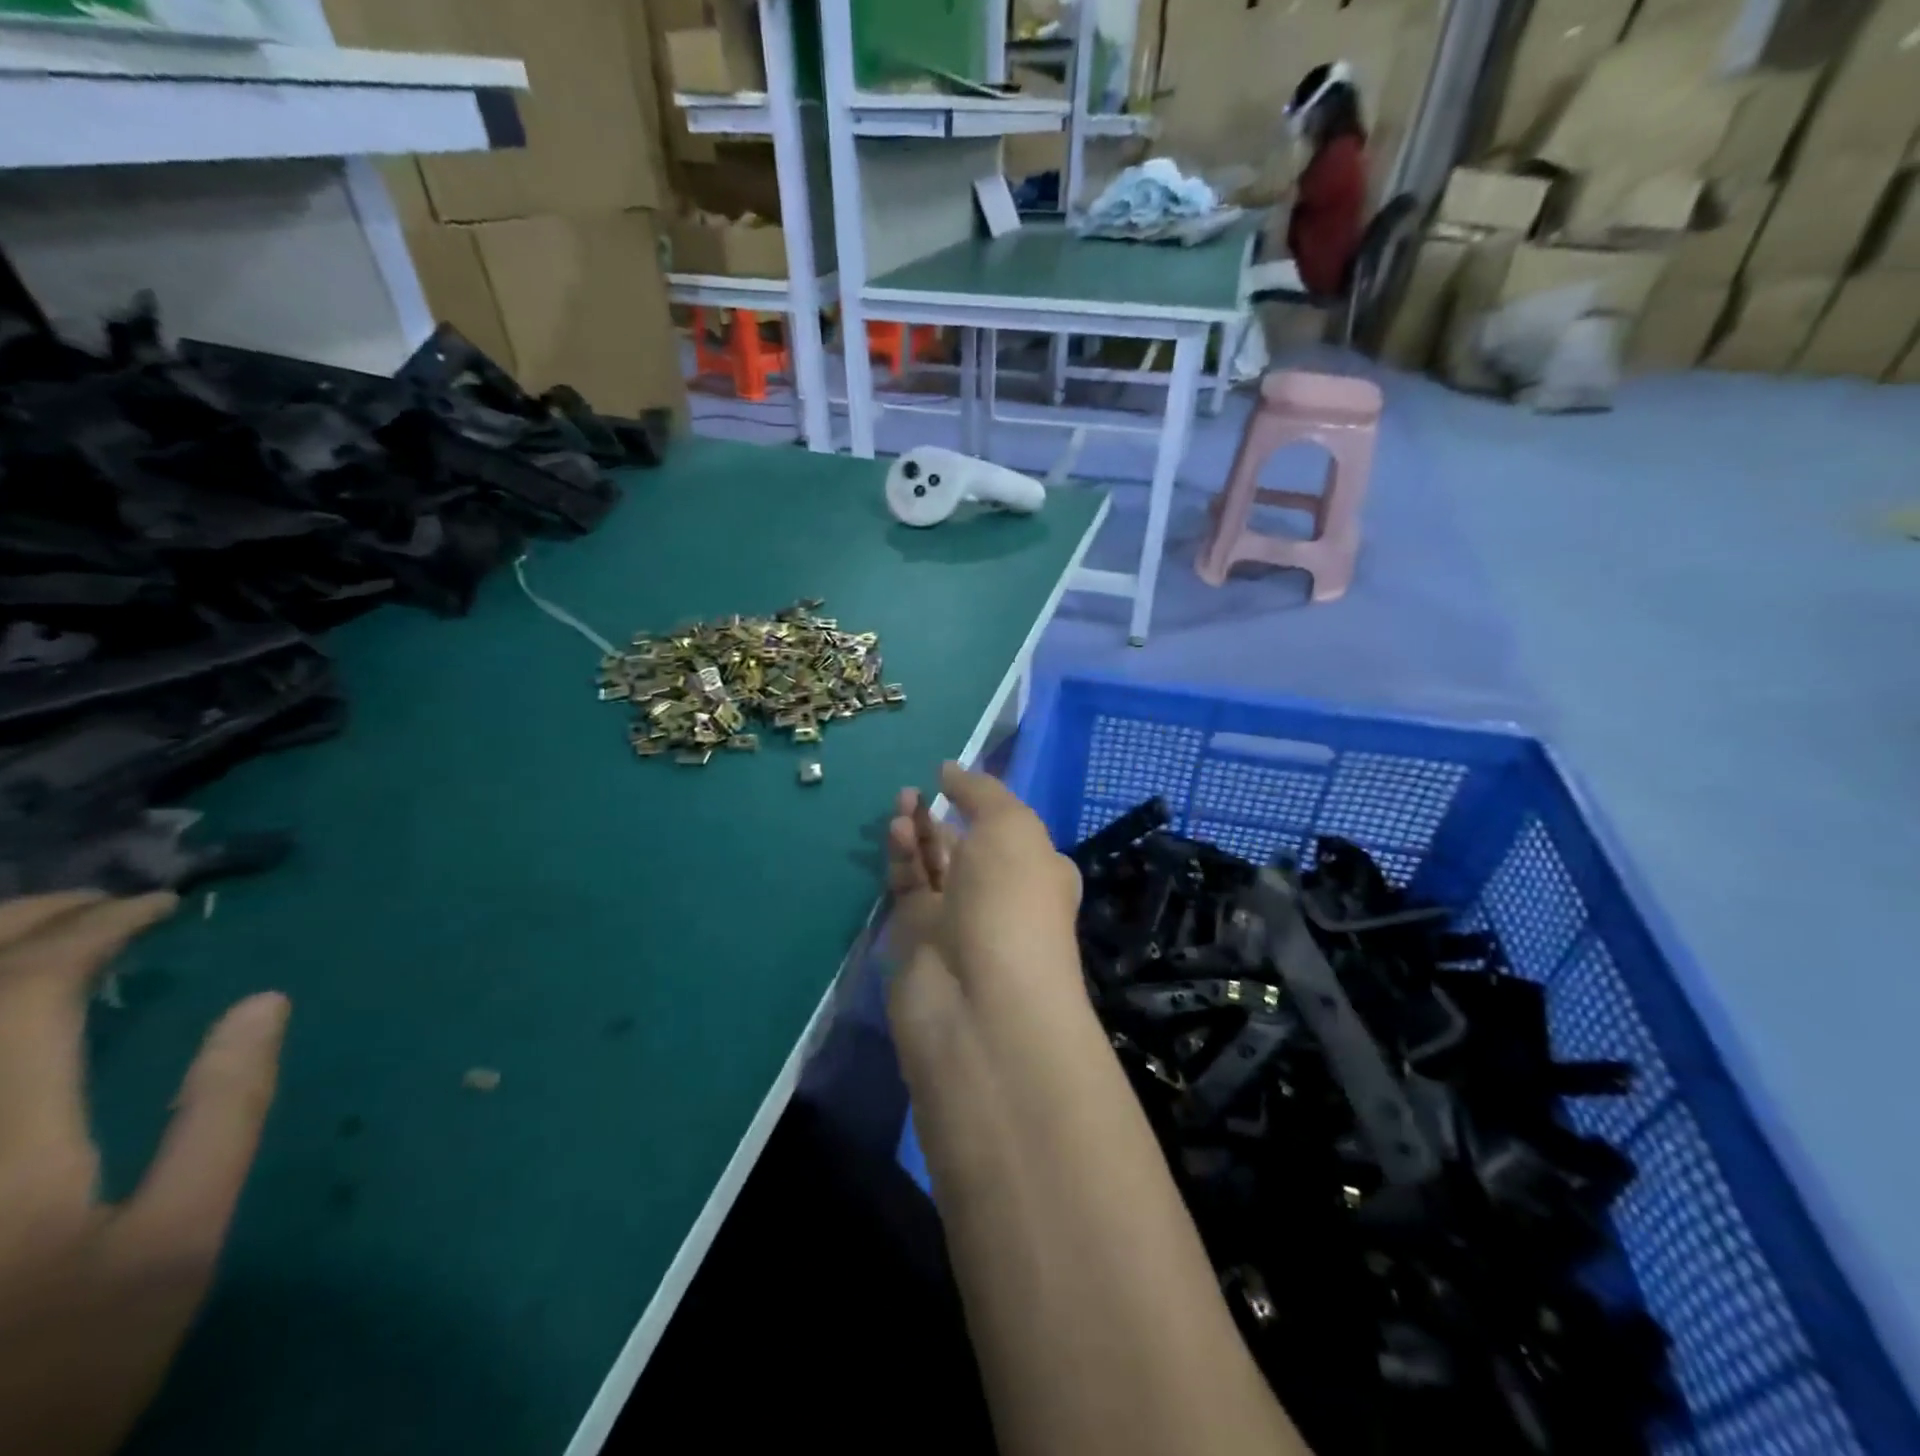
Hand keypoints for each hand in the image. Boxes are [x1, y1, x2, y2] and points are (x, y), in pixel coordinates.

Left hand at [0, 891, 288, 1455]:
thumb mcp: (173, 1246)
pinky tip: (2, 1001)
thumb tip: (264, 1002)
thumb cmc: (58, 1370)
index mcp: (0, 1148)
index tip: (161, 908)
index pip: (27, 996)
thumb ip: (223, 1115)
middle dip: (20, 924)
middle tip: (101, 901)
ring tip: (42, 932)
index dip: (96, 932)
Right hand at [885, 762, 1081, 994]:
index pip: (1011, 831)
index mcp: (1037, 871)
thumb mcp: (1010, 827)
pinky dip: (902, 858)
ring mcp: (957, 920)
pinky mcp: (917, 939)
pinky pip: (907, 888)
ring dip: (918, 832)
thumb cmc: (1011, 902)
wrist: (979, 1002)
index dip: (985, 805)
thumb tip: (950, 769)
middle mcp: (1000, 896)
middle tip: (914, 791)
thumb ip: (980, 792)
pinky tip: (896, 832)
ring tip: (902, 803)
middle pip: (966, 846)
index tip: (953, 780)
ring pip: (932, 865)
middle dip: (942, 816)